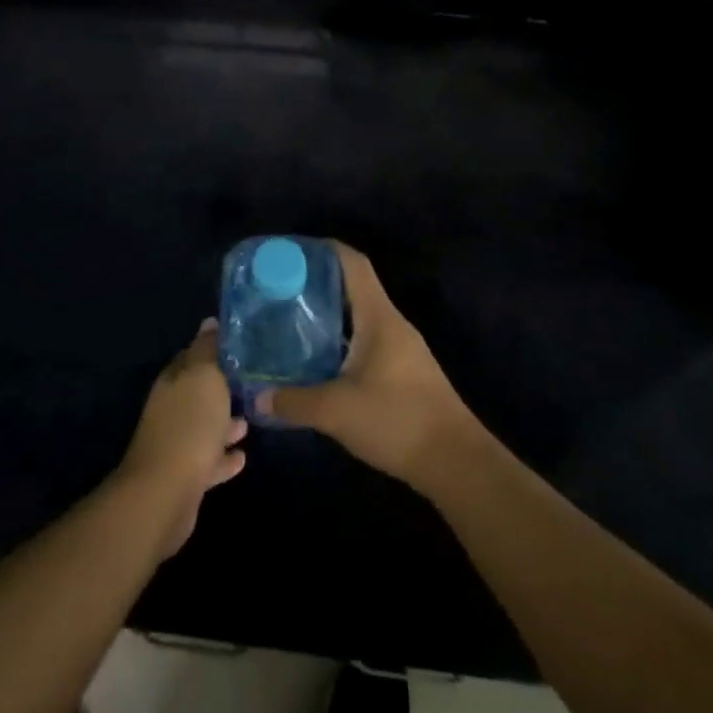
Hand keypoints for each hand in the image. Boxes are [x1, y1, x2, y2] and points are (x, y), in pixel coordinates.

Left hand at [117, 320, 247, 558]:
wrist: (165, 494)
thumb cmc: (189, 425)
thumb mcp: (204, 377)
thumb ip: (207, 349)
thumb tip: (209, 322)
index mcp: (173, 380)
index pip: (192, 355)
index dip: (213, 349)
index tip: (240, 346)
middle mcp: (171, 408)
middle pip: (199, 392)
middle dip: (222, 387)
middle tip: (252, 383)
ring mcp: (176, 443)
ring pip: (204, 426)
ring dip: (225, 423)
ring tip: (250, 420)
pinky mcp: (185, 477)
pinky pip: (209, 460)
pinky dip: (224, 456)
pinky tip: (242, 457)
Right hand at [258, 243, 479, 496]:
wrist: (455, 462)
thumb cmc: (397, 420)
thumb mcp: (337, 412)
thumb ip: (295, 402)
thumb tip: (257, 398)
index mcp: (379, 317)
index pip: (353, 263)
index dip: (324, 250)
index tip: (292, 252)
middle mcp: (391, 324)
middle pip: (354, 287)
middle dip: (319, 284)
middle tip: (281, 291)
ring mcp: (401, 348)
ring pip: (361, 316)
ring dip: (330, 314)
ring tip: (293, 322)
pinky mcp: (403, 371)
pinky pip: (367, 340)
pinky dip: (342, 340)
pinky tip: (320, 361)